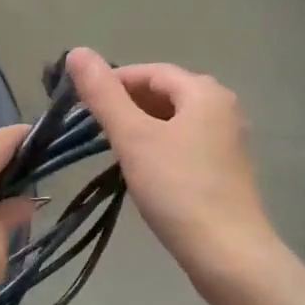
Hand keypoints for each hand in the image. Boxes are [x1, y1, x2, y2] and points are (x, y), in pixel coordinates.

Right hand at [67, 48, 276, 293]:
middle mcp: (222, 108)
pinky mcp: (225, 171)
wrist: (227, 253)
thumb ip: (103, 95)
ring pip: (174, 122)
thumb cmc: (178, 189)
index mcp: (204, 92)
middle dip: (127, 105)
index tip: (82, 105)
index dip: (114, 82)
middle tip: (94, 129)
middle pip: (165, 94)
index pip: (151, 72)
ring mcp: (227, 141)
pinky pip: (185, 145)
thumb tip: (76, 51)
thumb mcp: (133, 137)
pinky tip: (142, 172)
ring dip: (142, 129)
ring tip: (113, 150)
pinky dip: (159, 149)